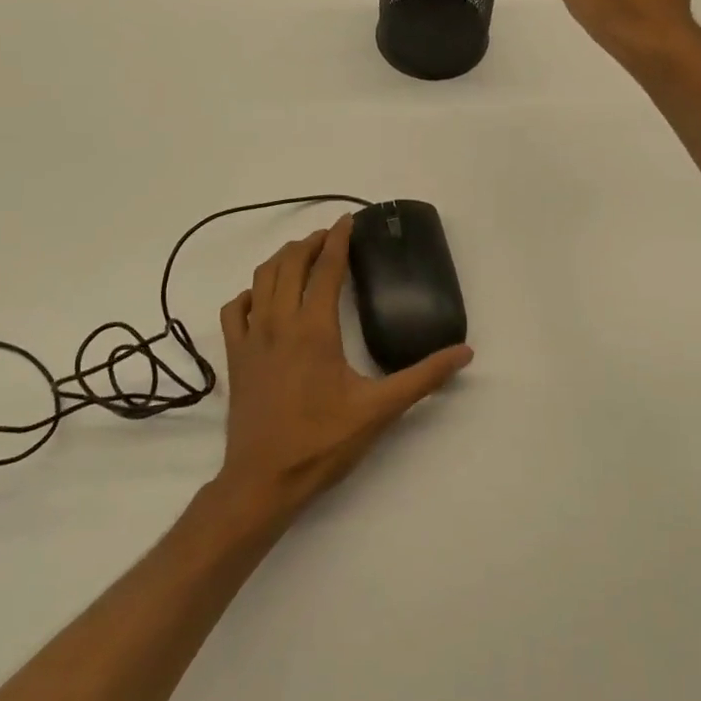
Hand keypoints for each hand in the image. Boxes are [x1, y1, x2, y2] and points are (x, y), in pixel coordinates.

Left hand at [215, 217, 472, 517]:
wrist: (263, 481)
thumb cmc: (322, 442)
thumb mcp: (380, 410)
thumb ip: (423, 377)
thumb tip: (465, 352)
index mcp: (314, 328)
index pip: (327, 268)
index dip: (339, 239)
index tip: (348, 219)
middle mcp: (279, 322)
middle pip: (290, 264)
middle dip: (310, 243)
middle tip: (330, 236)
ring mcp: (251, 338)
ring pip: (261, 279)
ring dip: (282, 260)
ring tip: (301, 255)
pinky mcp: (235, 358)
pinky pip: (235, 310)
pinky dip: (250, 294)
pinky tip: (262, 298)